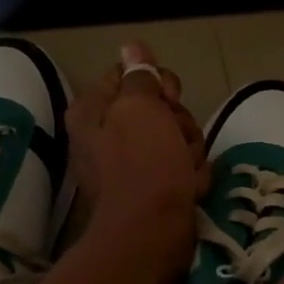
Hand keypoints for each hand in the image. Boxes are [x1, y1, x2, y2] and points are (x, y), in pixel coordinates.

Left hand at [65, 41, 208, 278]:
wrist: (150, 236)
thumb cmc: (143, 166)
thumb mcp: (141, 108)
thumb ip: (139, 76)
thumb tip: (132, 47)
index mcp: (93, 110)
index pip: (131, 75)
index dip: (157, 84)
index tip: (170, 99)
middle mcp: (105, 136)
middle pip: (157, 109)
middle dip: (179, 122)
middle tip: (178, 140)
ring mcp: (128, 166)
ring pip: (174, 139)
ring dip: (189, 152)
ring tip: (186, 171)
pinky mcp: (150, 191)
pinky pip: (179, 170)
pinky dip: (189, 178)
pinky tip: (190, 189)